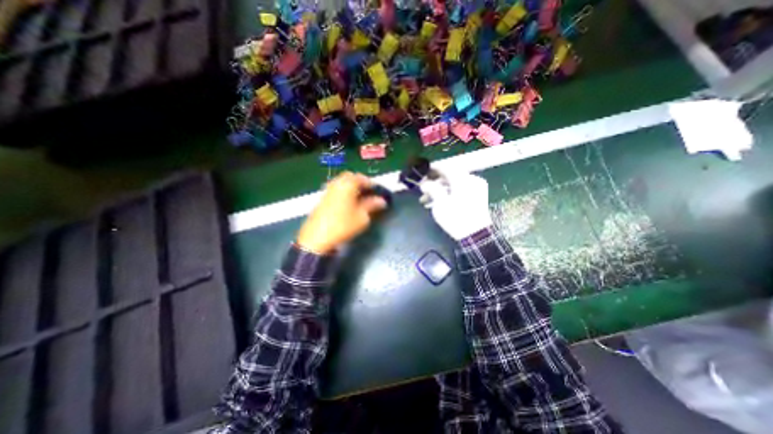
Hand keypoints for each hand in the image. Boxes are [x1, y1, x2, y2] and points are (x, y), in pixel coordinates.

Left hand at [297, 172, 386, 253]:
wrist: (317, 237)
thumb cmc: (342, 225)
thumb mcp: (362, 217)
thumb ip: (372, 205)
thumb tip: (381, 201)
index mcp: (347, 185)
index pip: (362, 178)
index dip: (371, 183)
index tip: (377, 191)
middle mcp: (336, 184)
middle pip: (350, 177)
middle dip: (360, 182)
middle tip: (368, 192)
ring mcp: (327, 190)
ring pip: (341, 183)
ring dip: (351, 187)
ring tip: (359, 198)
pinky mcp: (322, 198)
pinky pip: (335, 189)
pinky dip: (343, 192)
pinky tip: (347, 203)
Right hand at [420, 169, 491, 238]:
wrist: (475, 235)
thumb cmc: (456, 218)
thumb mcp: (440, 203)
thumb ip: (432, 189)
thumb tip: (425, 183)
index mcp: (463, 179)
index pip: (446, 168)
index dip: (433, 170)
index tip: (423, 172)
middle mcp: (471, 180)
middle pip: (449, 177)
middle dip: (434, 183)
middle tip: (423, 190)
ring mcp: (476, 188)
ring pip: (453, 184)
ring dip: (439, 190)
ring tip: (426, 200)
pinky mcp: (477, 196)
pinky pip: (459, 190)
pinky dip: (448, 194)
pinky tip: (437, 202)